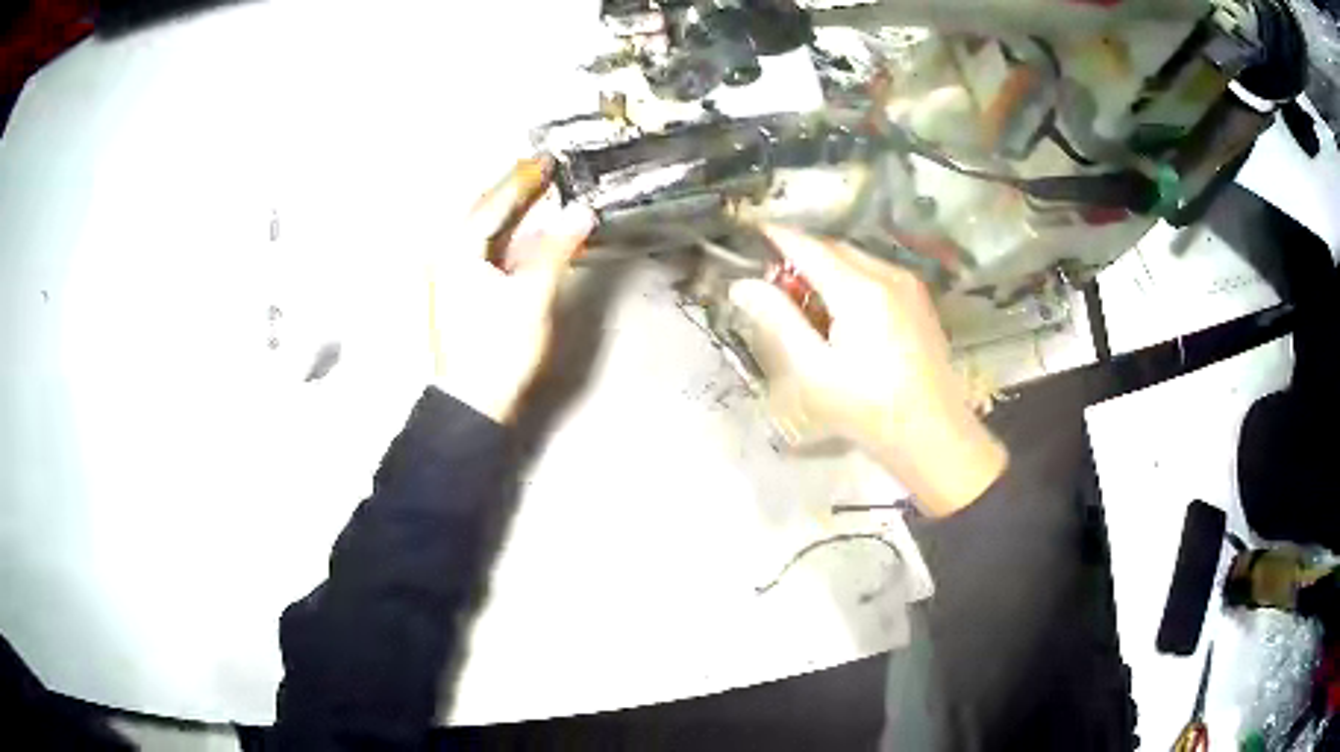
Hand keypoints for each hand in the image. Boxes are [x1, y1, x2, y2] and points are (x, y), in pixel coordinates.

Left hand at [429, 156, 593, 422]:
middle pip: (484, 211)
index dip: (523, 178)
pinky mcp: (461, 292)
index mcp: (457, 249)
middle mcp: (448, 255)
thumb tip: (582, 212)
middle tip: (545, 168)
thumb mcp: (530, 297)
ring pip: (485, 232)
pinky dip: (509, 238)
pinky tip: (528, 235)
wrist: (472, 402)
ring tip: (540, 192)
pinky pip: (486, 251)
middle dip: (514, 189)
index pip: (493, 201)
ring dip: (512, 212)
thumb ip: (555, 249)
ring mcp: (451, 274)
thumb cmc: (497, 349)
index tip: (549, 158)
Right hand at [729, 225, 1007, 516]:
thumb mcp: (814, 370)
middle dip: (803, 256)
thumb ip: (778, 320)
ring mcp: (910, 286)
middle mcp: (888, 275)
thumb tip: (742, 285)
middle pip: (835, 249)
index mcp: (860, 289)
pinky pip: (877, 274)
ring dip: (828, 269)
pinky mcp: (921, 301)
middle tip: (775, 283)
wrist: (934, 435)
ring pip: (857, 259)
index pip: (809, 247)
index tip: (752, 232)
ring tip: (808, 303)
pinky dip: (852, 280)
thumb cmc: (868, 409)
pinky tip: (845, 314)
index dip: (778, 237)